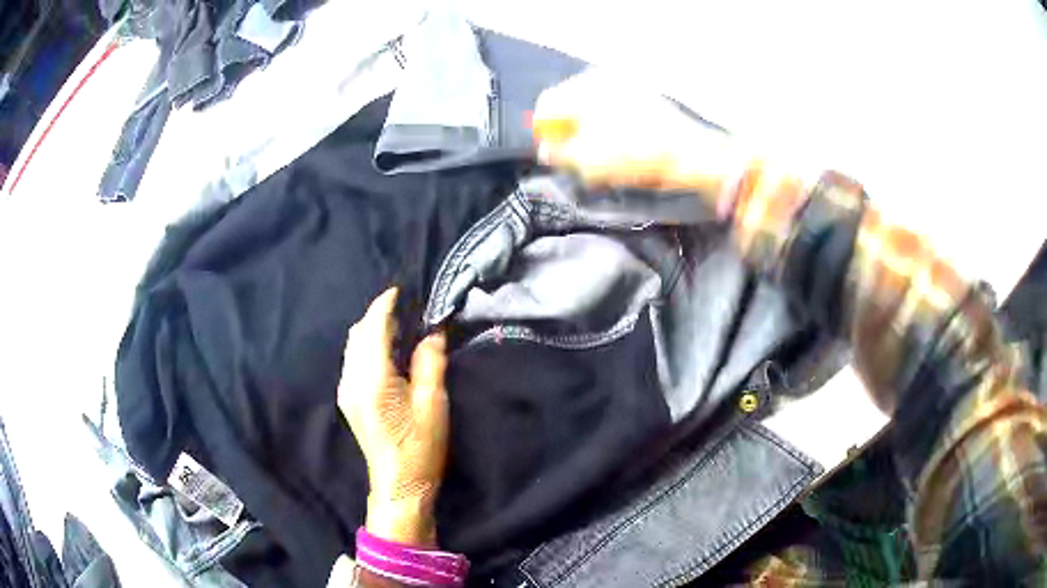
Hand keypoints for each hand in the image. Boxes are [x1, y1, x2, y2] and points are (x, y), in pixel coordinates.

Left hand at [338, 288, 448, 546]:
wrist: (399, 484)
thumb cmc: (420, 446)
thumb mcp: (433, 403)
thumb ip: (430, 362)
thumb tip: (432, 333)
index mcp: (373, 379)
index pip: (373, 328)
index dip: (385, 306)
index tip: (399, 291)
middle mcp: (352, 380)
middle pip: (358, 334)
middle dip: (378, 316)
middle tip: (406, 310)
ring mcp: (346, 390)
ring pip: (353, 346)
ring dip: (371, 331)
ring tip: (399, 329)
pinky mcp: (347, 400)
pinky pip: (353, 360)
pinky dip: (367, 347)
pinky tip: (387, 354)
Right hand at [532, 70, 751, 217]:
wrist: (695, 156)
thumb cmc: (638, 156)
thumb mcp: (590, 161)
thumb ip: (560, 155)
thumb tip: (548, 151)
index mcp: (586, 89)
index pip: (547, 104)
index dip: (543, 132)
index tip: (549, 154)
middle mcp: (604, 81)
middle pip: (570, 105)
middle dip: (567, 133)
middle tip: (572, 159)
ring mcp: (627, 88)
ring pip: (592, 110)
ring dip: (588, 134)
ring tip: (598, 160)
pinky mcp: (646, 101)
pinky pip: (615, 113)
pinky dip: (610, 132)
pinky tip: (619, 153)